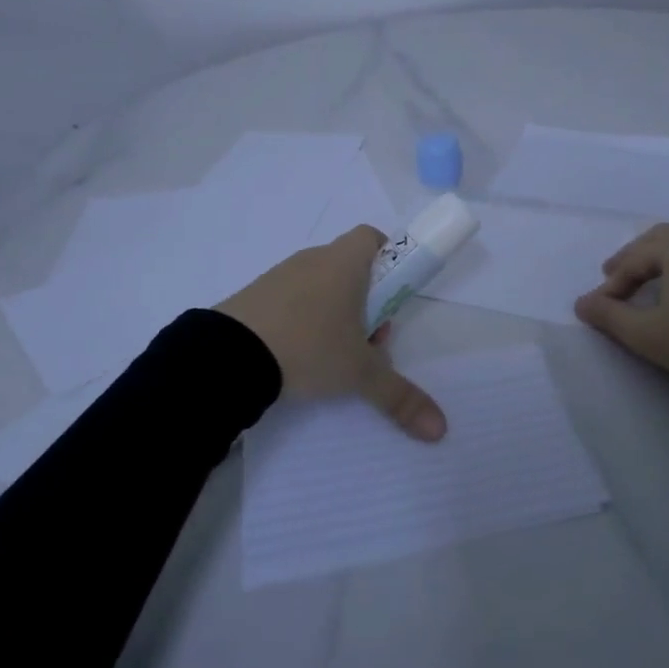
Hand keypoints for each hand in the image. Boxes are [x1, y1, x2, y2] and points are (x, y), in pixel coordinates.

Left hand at [215, 225, 447, 441]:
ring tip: (333, 357)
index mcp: (344, 262)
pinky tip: (298, 356)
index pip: (372, 237)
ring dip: (335, 314)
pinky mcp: (254, 296)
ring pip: (321, 286)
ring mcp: (279, 275)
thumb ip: (400, 396)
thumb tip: (440, 429)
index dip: (388, 260)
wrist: (228, 355)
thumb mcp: (360, 374)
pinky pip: (291, 299)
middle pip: (350, 268)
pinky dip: (302, 320)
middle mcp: (313, 259)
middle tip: (369, 342)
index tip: (392, 296)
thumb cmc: (309, 346)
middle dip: (367, 302)